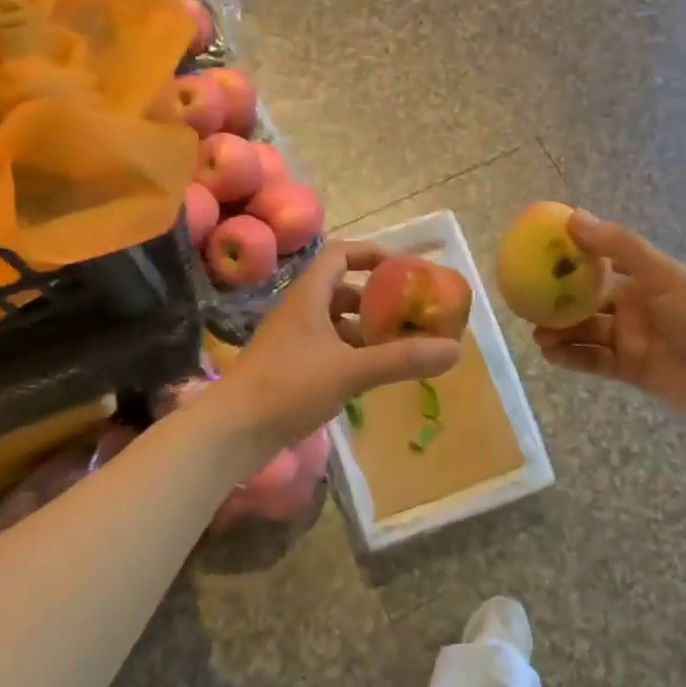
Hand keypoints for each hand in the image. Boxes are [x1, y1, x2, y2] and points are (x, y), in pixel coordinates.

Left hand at [223, 241, 460, 445]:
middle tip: (408, 314)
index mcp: (308, 297)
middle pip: (341, 290)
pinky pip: (326, 349)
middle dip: (375, 300)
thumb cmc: (289, 387)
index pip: (340, 255)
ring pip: (334, 323)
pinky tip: (369, 374)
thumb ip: (401, 359)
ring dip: (364, 329)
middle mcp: (298, 312)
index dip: (372, 254)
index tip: (403, 269)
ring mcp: (290, 342)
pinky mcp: (287, 369)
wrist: (232, 432)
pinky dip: (350, 353)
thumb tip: (454, 349)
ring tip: (396, 346)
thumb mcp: (351, 371)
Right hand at [534, 212, 685, 430]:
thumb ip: (618, 247)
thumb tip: (572, 216)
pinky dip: (572, 358)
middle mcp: (633, 306)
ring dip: (560, 331)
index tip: (535, 257)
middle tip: (525, 302)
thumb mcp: (662, 275)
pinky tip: (551, 354)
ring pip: (585, 332)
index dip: (568, 260)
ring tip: (536, 334)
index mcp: (643, 278)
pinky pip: (593, 362)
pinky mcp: (631, 370)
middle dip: (557, 301)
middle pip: (586, 301)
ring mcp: (631, 340)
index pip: (597, 264)